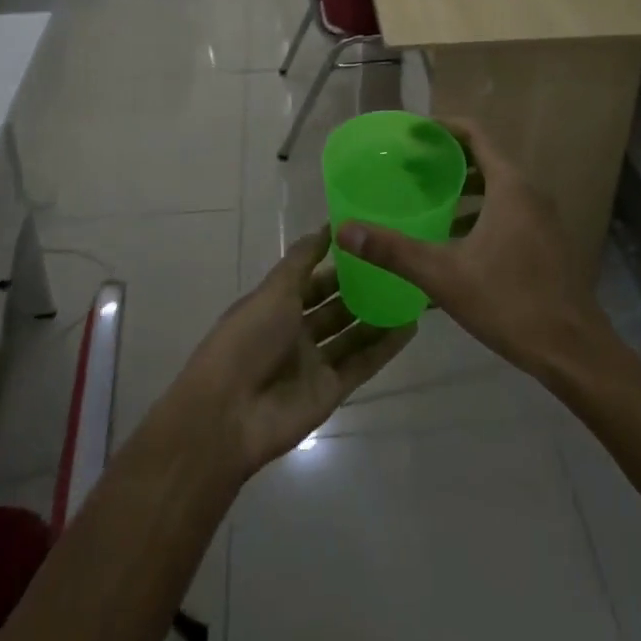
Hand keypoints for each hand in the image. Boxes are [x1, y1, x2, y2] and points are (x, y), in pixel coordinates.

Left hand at [168, 227, 415, 475]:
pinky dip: (384, 347)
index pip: (313, 278)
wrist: (229, 415)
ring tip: (411, 292)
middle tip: (398, 265)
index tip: (369, 242)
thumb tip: (327, 225)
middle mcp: (295, 331)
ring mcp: (314, 362)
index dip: (337, 262)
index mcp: (276, 305)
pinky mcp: (331, 391)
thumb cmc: (248, 339)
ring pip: (352, 334)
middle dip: (361, 288)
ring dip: (377, 316)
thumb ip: (303, 259)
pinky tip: (410, 327)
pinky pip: (362, 364)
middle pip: (334, 306)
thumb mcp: (274, 290)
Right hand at [335, 118, 609, 381]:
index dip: (442, 128)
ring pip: (497, 187)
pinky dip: (480, 211)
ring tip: (427, 199)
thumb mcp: (444, 275)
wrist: (574, 351)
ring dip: (464, 188)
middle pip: (485, 159)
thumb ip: (393, 251)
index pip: (475, 134)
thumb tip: (345, 230)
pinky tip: (456, 240)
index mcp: (510, 186)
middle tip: (410, 168)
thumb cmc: (510, 302)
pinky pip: (508, 210)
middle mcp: (530, 193)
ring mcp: (543, 218)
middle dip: (447, 159)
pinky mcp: (546, 242)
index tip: (411, 133)